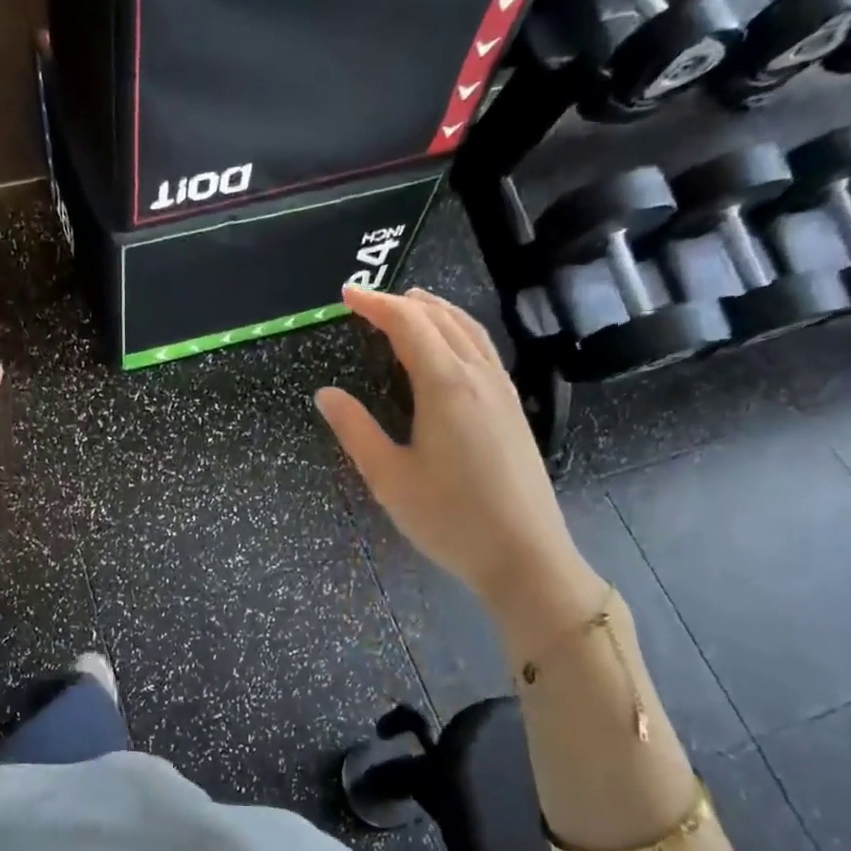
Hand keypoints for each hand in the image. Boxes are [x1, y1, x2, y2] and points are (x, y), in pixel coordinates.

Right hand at [316, 286, 600, 644]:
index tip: (347, 294)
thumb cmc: (449, 518)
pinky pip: (483, 349)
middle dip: (404, 301)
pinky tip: (448, 347)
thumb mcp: (389, 477)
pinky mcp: (513, 409)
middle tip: (369, 300)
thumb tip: (325, 393)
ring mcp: (502, 391)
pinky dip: (458, 331)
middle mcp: (478, 376)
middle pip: (442, 319)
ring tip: (410, 305)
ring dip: (436, 310)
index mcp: (446, 385)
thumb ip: (355, 429)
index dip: (376, 304)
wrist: (525, 556)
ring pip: (469, 330)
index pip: (409, 325)